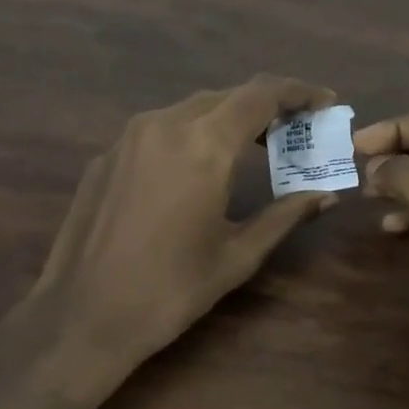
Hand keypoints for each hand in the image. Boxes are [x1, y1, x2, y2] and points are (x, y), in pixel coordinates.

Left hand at [32, 76, 340, 372]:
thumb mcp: (237, 255)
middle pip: (227, 96)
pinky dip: (192, 133)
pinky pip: (160, 128)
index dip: (298, 91)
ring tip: (254, 145)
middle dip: (266, 105)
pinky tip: (199, 167)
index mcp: (203, 144)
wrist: (81, 317)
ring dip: (228, 117)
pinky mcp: (107, 154)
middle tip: (295, 129)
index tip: (325, 101)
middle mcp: (165, 123)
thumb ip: (285, 215)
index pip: (260, 95)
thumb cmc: (170, 290)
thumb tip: (326, 195)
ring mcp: (130, 135)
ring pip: (192, 108)